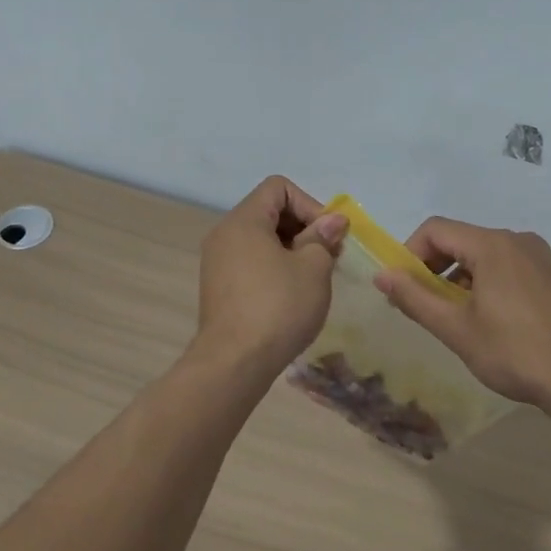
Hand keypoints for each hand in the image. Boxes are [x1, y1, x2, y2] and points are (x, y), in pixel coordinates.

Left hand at [194, 176, 347, 375]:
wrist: (234, 363)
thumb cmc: (278, 307)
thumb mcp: (313, 268)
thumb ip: (323, 238)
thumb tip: (332, 221)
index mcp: (244, 221)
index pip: (278, 187)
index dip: (310, 204)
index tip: (328, 236)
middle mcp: (225, 234)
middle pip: (269, 211)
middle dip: (304, 228)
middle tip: (329, 257)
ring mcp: (217, 262)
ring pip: (261, 240)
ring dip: (292, 250)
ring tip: (314, 278)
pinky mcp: (219, 288)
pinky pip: (251, 262)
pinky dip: (275, 268)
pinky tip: (293, 295)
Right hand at [373, 218, 550, 408]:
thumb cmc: (516, 353)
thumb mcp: (457, 329)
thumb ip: (415, 298)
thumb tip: (381, 274)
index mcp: (492, 245)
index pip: (435, 229)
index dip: (409, 253)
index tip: (402, 288)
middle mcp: (517, 240)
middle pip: (461, 239)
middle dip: (434, 267)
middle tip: (422, 305)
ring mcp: (540, 257)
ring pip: (485, 255)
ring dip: (460, 277)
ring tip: (454, 317)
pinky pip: (508, 266)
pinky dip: (486, 282)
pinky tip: (489, 320)